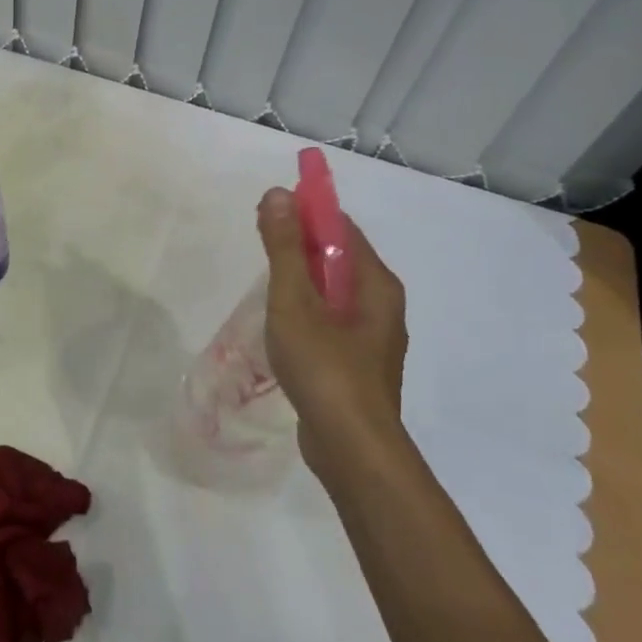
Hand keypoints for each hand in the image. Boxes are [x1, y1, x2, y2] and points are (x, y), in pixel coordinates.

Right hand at [257, 189, 408, 473]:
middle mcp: (382, 305)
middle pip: (338, 258)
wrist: (351, 448)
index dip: (306, 213)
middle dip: (299, 244)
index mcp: (376, 283)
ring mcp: (371, 337)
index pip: (341, 228)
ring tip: (263, 281)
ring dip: (300, 278)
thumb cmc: (324, 367)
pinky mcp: (356, 363)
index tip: (268, 212)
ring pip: (332, 291)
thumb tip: (278, 194)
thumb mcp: (295, 301)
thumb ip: (284, 248)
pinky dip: (305, 309)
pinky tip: (279, 322)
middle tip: (259, 243)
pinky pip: (330, 319)